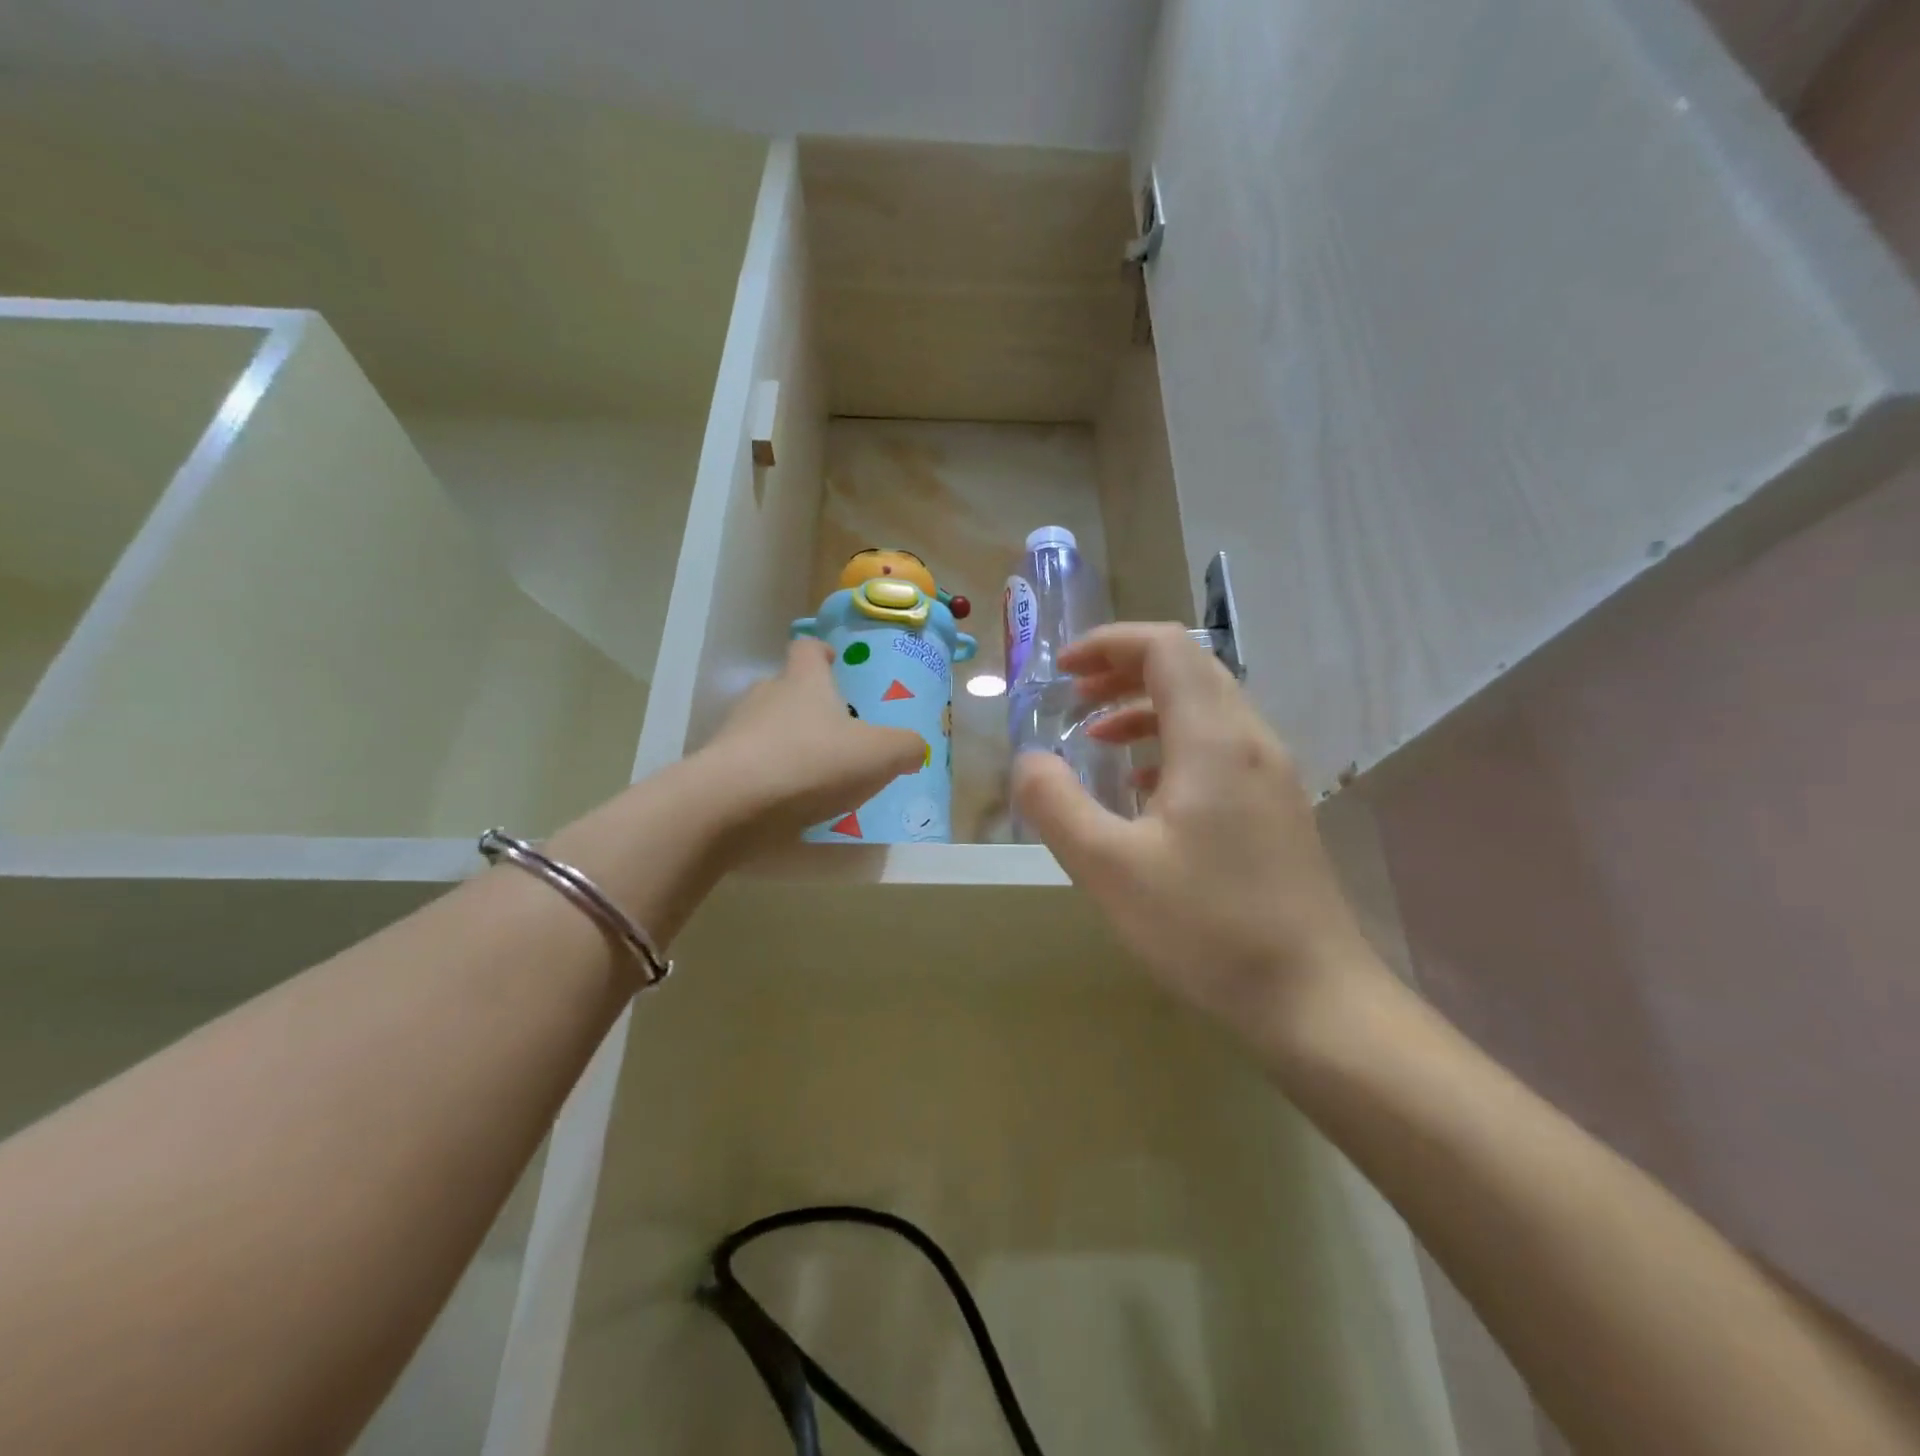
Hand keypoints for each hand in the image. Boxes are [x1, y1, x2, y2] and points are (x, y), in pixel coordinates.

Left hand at [703, 639, 926, 847]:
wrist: (732, 805)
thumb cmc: (813, 762)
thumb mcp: (879, 755)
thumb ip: (905, 747)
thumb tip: (913, 747)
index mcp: (804, 681)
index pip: (808, 649)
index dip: (822, 653)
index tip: (835, 663)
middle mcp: (766, 696)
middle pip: (787, 689)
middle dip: (810, 706)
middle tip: (839, 732)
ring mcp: (736, 731)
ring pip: (768, 728)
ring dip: (790, 744)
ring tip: (817, 775)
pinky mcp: (719, 768)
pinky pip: (752, 765)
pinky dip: (771, 777)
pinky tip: (790, 803)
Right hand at [1012, 623, 1386, 1040]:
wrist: (1314, 999)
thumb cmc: (1207, 928)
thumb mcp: (1109, 868)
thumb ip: (1056, 804)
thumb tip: (1028, 760)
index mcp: (1214, 739)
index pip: (1165, 648)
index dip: (1109, 644)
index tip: (1062, 671)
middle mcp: (1251, 740)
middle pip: (1188, 669)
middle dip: (1124, 671)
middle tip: (1074, 700)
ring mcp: (1272, 774)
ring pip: (1206, 708)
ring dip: (1147, 709)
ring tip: (1098, 741)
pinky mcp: (1277, 807)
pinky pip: (1220, 747)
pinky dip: (1173, 745)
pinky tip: (1144, 790)